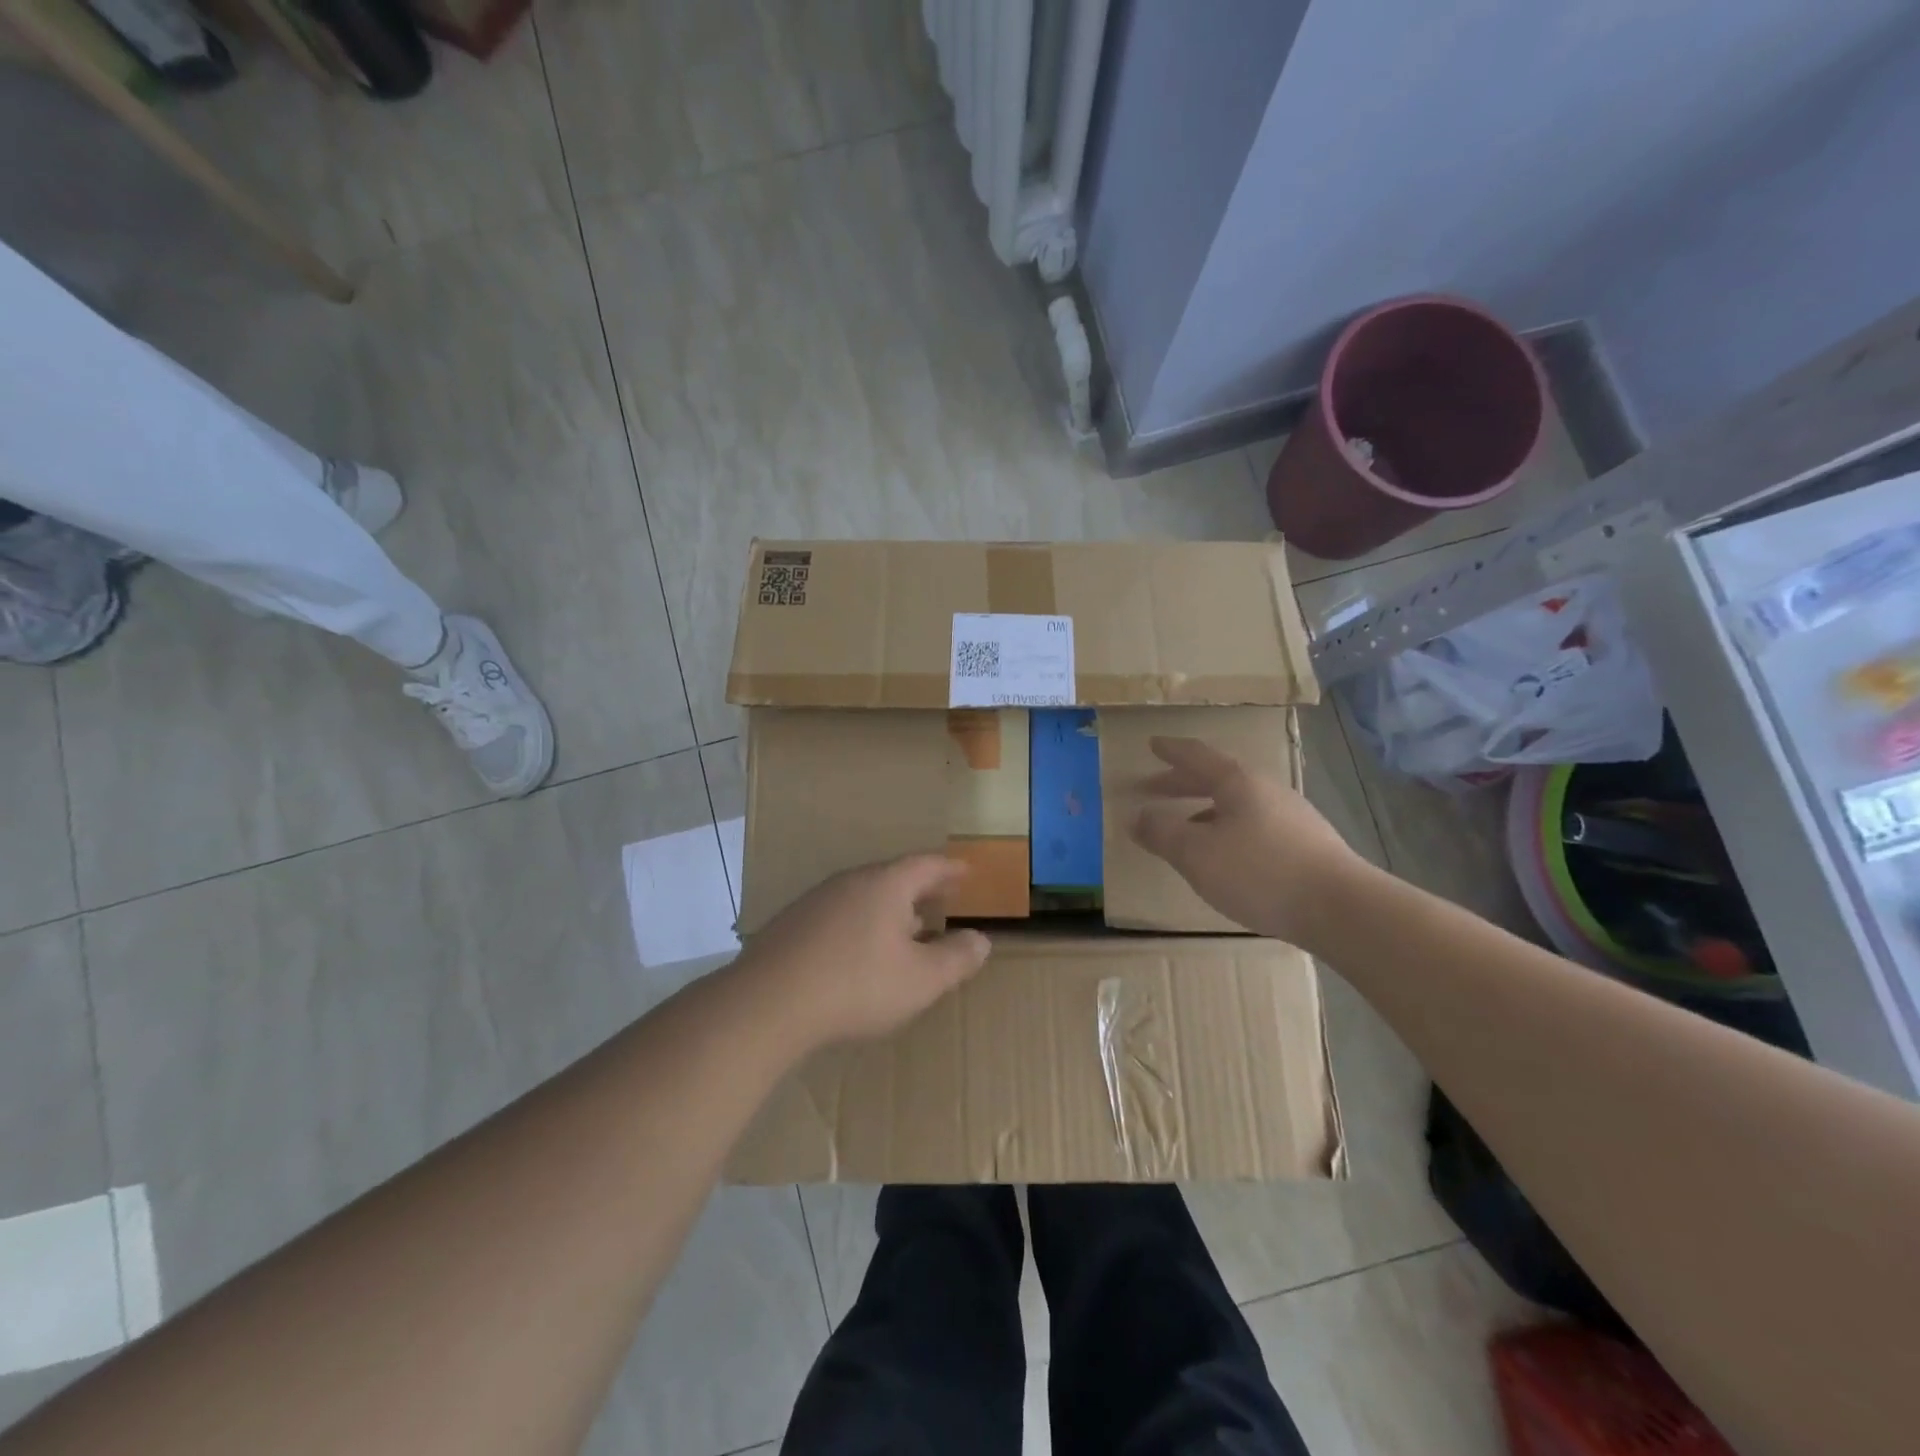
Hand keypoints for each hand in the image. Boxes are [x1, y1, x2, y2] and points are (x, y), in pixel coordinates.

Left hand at [735, 855, 991, 1050]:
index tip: (966, 872)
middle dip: (921, 888)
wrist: (767, 1003)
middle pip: (894, 876)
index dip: (949, 869)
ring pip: (865, 895)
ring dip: (891, 907)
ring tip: (908, 925)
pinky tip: (861, 950)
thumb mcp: (921, 979)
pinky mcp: (792, 924)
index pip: (926, 865)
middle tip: (941, 896)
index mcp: (886, 885)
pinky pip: (840, 914)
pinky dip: (862, 923)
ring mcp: (817, 901)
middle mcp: (851, 882)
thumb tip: (981, 939)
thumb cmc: (856, 985)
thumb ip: (956, 958)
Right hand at [1131, 736, 1367, 946]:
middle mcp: (1267, 790)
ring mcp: (1292, 817)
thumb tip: (1136, 817)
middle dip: (1182, 783)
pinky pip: (1255, 825)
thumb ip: (1162, 833)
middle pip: (1218, 778)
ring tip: (1185, 827)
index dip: (1172, 751)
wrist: (1341, 909)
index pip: (1198, 756)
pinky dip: (1228, 829)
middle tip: (1153, 788)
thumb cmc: (1259, 871)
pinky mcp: (1307, 845)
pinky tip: (1225, 856)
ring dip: (1205, 809)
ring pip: (1238, 803)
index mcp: (1238, 782)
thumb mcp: (1196, 853)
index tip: (1153, 744)